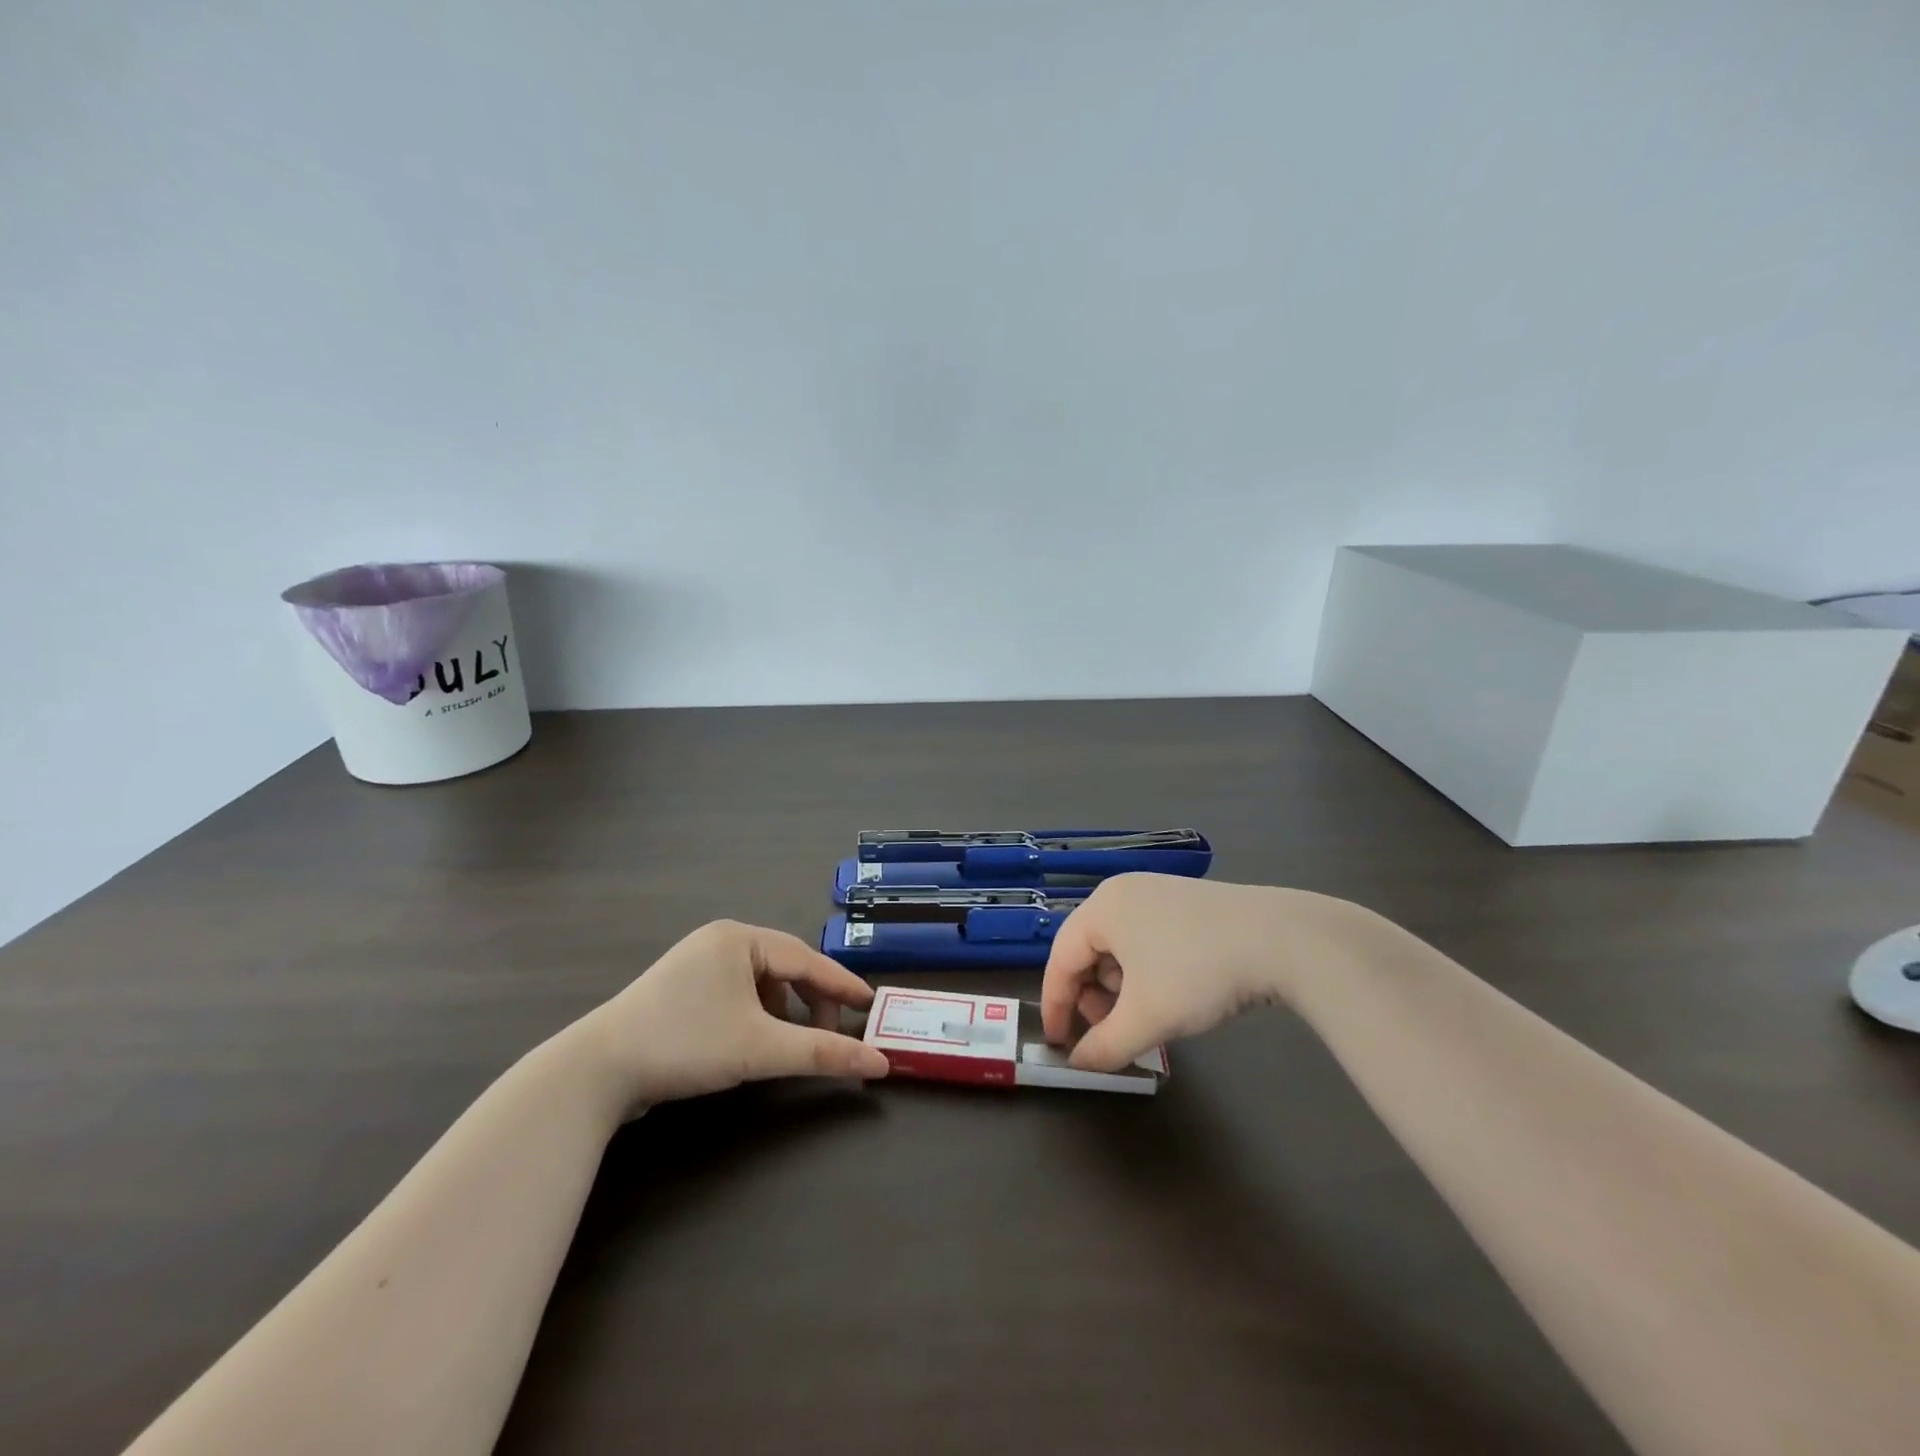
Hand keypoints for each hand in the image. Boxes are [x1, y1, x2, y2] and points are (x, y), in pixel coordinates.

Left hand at [581, 920, 888, 1112]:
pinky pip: (734, 993)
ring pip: (759, 982)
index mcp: (739, 938)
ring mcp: (694, 964)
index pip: (806, 958)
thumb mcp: (761, 1048)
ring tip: (790, 1041)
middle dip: (810, 1000)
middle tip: (829, 1032)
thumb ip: (822, 1052)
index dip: (841, 984)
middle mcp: (718, 941)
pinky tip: (752, 1041)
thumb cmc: (687, 1044)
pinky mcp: (678, 990)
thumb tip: (878, 1062)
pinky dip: (754, 1015)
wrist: (595, 1072)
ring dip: (783, 1010)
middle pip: (784, 966)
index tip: (869, 1006)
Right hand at [1040, 874, 1361, 1071]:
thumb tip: (1078, 1063)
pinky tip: (1169, 993)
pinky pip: (1146, 938)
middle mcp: (1122, 891)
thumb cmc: (1199, 972)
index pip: (1060, 958)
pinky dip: (1145, 971)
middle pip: (1088, 950)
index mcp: (1102, 907)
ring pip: (1119, 946)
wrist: (1283, 940)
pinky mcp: (1186, 901)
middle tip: (1110, 1032)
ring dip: (1120, 987)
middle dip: (1094, 997)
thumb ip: (1104, 1046)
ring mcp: (1157, 892)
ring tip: (1145, 1016)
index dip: (1056, 1005)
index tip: (1058, 1044)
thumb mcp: (1147, 1018)